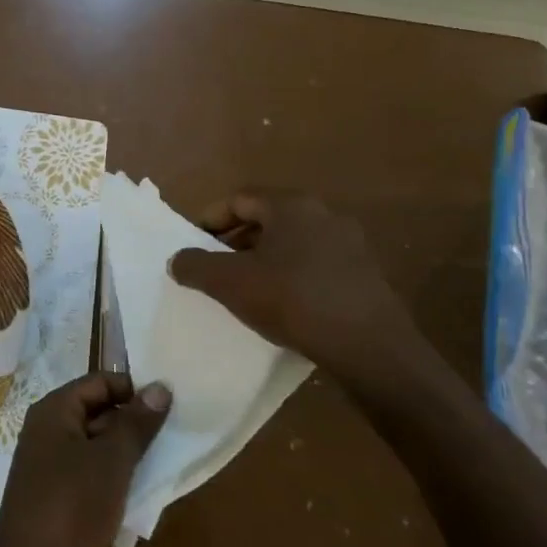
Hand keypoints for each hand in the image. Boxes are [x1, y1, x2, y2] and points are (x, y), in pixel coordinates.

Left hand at [0, 372, 170, 546]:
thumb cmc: (71, 507)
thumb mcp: (111, 460)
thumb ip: (136, 423)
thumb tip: (160, 386)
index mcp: (54, 413)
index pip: (98, 382)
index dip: (132, 388)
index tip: (171, 402)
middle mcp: (50, 436)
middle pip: (99, 415)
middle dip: (136, 424)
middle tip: (178, 432)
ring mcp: (55, 473)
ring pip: (100, 452)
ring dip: (132, 458)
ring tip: (171, 461)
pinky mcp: (64, 507)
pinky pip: (97, 484)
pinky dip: (121, 486)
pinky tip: (149, 496)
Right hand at [168, 189, 442, 401]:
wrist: (370, 347)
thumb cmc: (293, 301)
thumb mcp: (231, 284)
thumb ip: (196, 266)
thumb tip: (177, 259)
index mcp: (290, 205)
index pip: (239, 199)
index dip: (209, 219)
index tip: (193, 245)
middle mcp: (323, 213)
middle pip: (267, 218)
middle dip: (235, 241)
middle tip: (215, 267)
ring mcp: (349, 243)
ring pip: (292, 242)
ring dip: (264, 259)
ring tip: (246, 289)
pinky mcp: (365, 273)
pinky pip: (315, 264)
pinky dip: (292, 275)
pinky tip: (283, 305)